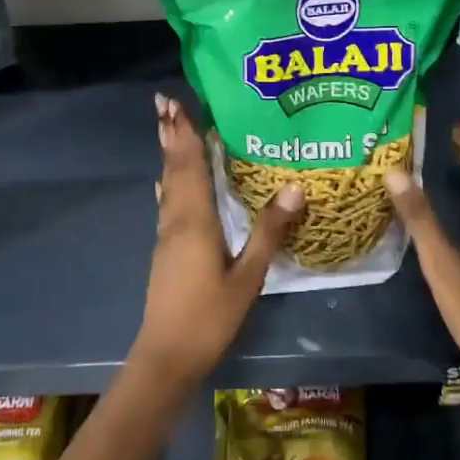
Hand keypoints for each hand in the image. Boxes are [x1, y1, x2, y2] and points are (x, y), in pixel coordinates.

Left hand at [128, 93, 303, 394]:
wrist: (167, 356)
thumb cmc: (210, 317)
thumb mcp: (248, 277)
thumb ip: (268, 232)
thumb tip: (294, 188)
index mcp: (195, 220)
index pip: (190, 166)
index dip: (185, 133)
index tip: (174, 103)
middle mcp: (176, 219)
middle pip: (174, 168)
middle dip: (172, 134)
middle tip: (165, 103)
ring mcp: (166, 235)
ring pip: (168, 183)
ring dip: (169, 154)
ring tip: (169, 129)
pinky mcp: (165, 249)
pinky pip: (168, 202)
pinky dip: (169, 181)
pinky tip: (167, 182)